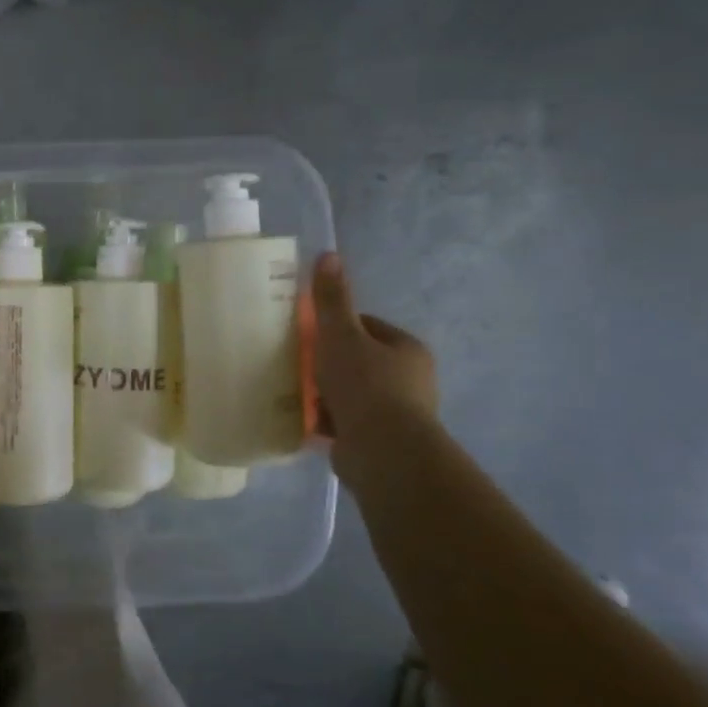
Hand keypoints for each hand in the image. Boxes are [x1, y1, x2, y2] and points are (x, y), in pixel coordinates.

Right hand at [311, 253, 437, 474]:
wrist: (383, 451)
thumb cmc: (365, 385)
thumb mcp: (340, 335)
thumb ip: (331, 299)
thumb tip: (328, 254)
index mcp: (407, 349)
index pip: (366, 327)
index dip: (334, 328)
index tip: (308, 335)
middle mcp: (410, 379)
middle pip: (358, 360)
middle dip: (328, 363)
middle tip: (297, 364)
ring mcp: (397, 412)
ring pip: (352, 392)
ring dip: (326, 393)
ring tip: (297, 393)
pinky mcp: (381, 440)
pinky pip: (347, 421)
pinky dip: (328, 419)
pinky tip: (306, 420)